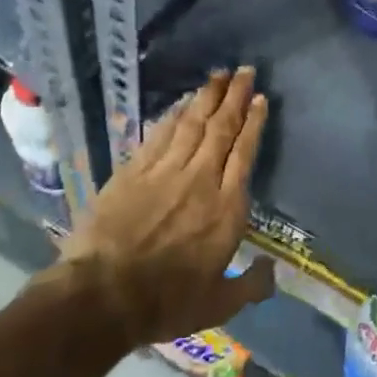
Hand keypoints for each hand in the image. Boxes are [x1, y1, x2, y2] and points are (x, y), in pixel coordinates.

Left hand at [61, 67, 274, 345]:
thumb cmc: (166, 302)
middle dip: (234, 97)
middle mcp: (200, 180)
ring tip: (217, 76)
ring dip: (206, 98)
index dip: (253, 123)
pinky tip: (180, 103)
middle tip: (244, 70)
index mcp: (226, 208)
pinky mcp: (133, 171)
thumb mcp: (219, 306)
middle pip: (221, 129)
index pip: (244, 153)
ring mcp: (164, 172)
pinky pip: (159, 134)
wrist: (103, 295)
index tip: (259, 99)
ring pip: (191, 124)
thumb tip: (273, 272)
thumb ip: (251, 286)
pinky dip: (173, 115)